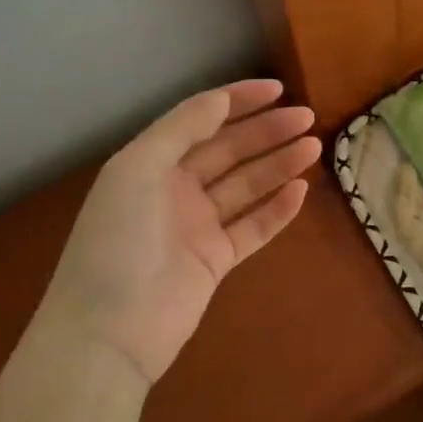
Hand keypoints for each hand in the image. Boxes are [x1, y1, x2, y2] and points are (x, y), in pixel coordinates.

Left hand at [48, 80, 319, 383]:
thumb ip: (182, 129)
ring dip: (279, 165)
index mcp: (152, 163)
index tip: (278, 89)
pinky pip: (253, 227)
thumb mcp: (138, 170)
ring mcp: (197, 226)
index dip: (238, 101)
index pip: (201, 120)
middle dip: (267, 131)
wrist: (109, 332)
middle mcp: (175, 189)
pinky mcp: (216, 260)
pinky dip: (277, 209)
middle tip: (307, 118)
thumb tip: (221, 99)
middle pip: (230, 150)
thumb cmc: (118, 241)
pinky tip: (301, 191)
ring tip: (313, 147)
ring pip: (247, 186)